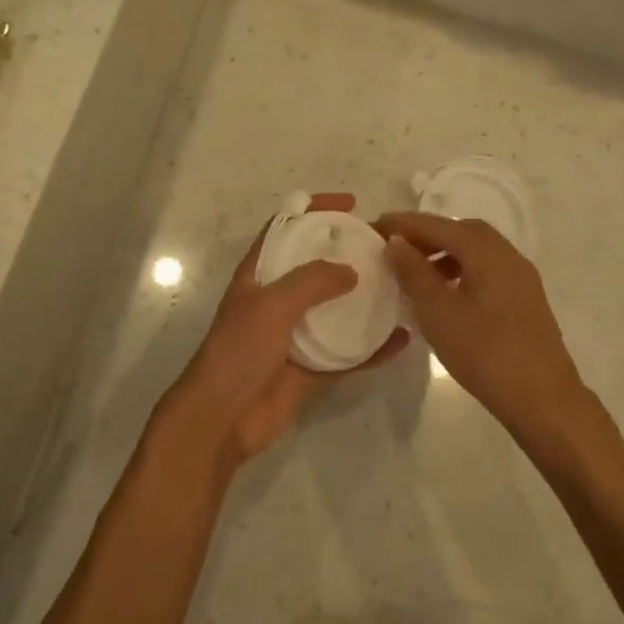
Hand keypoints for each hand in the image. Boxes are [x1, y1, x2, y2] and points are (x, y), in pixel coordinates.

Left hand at [157, 194, 408, 476]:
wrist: (222, 419)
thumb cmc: (239, 351)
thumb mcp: (271, 305)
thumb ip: (311, 282)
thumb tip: (351, 271)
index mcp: (259, 275)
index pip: (285, 228)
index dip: (313, 209)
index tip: (350, 204)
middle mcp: (277, 299)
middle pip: (316, 266)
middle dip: (347, 254)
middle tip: (385, 248)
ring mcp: (295, 334)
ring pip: (336, 309)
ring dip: (365, 299)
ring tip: (400, 286)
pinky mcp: (311, 368)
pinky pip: (348, 353)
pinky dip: (373, 347)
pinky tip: (401, 339)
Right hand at [379, 211, 592, 436]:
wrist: (542, 398)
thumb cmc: (484, 352)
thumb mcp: (437, 311)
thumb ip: (414, 271)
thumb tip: (396, 241)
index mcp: (485, 251)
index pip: (436, 225)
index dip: (403, 224)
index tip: (372, 226)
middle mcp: (506, 254)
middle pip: (460, 231)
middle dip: (425, 234)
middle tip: (394, 247)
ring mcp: (520, 276)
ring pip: (476, 251)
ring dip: (444, 253)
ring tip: (414, 271)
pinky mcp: (524, 298)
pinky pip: (487, 269)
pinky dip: (461, 269)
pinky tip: (445, 293)